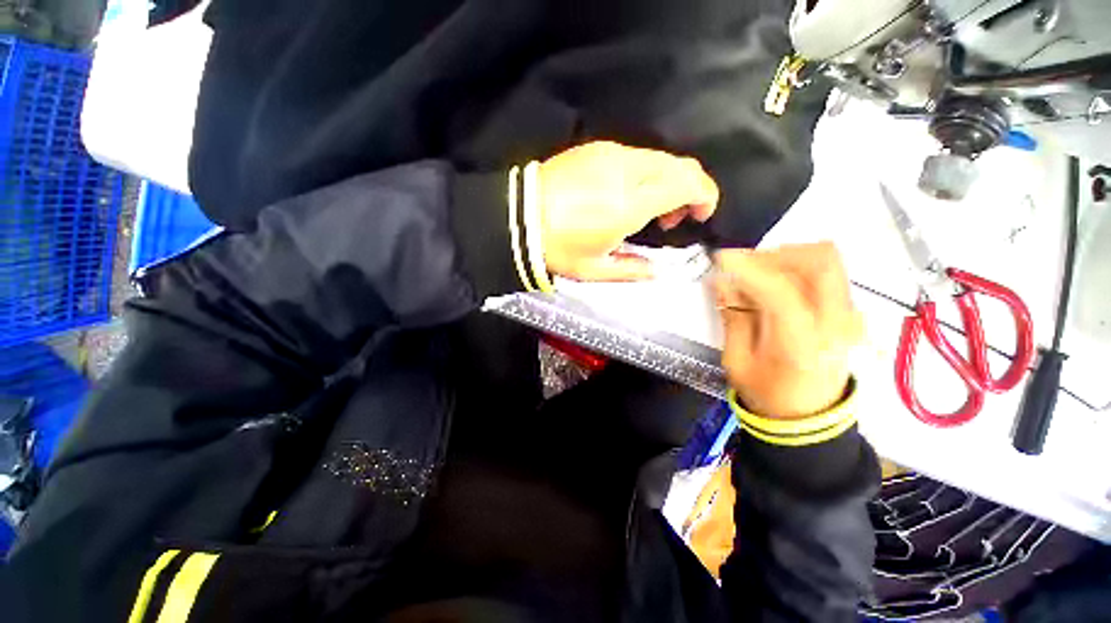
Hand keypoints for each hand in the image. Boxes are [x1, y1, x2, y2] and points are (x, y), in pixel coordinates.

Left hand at [539, 141, 718, 280]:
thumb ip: (631, 270)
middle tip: (669, 218)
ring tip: (644, 209)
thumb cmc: (557, 247)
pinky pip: (635, 156)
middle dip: (688, 189)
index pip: (688, 183)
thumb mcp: (594, 269)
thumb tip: (655, 271)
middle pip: (679, 165)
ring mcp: (610, 154)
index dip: (705, 196)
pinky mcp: (595, 149)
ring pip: (658, 158)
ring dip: (666, 181)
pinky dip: (644, 173)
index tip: (699, 215)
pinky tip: (625, 194)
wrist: (518, 218)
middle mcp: (626, 171)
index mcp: (630, 203)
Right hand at [714, 243, 862, 418]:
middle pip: (820, 261)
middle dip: (775, 254)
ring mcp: (847, 315)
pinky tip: (771, 283)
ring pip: (825, 260)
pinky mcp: (847, 310)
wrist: (808, 414)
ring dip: (785, 258)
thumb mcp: (737, 361)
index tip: (721, 259)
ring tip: (754, 273)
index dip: (749, 269)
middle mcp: (835, 324)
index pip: (781, 292)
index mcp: (801, 344)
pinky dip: (795, 266)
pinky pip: (824, 272)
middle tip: (743, 265)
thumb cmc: (766, 393)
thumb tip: (721, 281)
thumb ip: (733, 317)